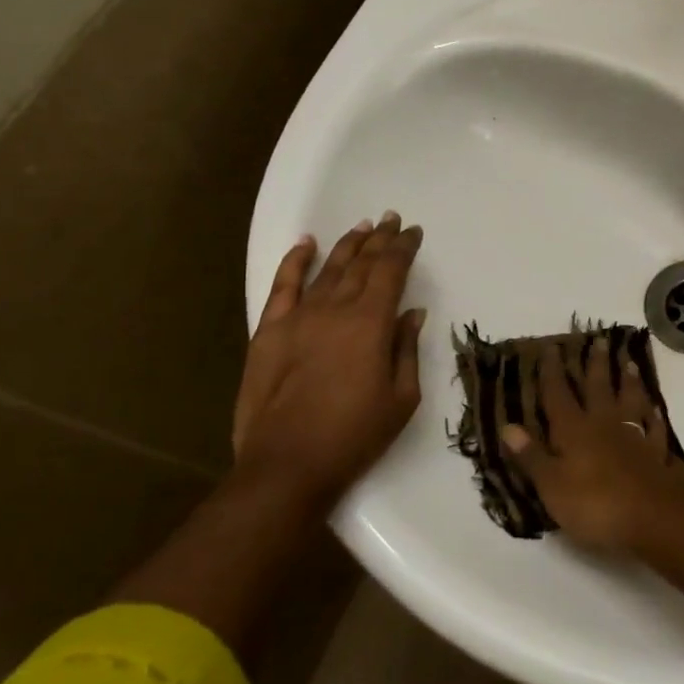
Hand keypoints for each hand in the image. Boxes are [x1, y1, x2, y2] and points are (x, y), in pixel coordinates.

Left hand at [232, 211, 426, 510]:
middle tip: (392, 219)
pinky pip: (282, 286)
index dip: (403, 248)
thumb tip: (412, 313)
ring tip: (363, 226)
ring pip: (327, 269)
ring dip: (347, 245)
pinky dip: (294, 261)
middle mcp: (335, 309)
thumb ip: (406, 349)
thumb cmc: (354, 436)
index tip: (414, 232)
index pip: (391, 271)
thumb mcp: (401, 398)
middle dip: (379, 239)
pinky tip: (305, 243)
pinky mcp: (269, 331)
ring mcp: (298, 317)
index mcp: (371, 323)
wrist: (287, 464)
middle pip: (361, 263)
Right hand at [501, 341, 683, 551]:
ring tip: (630, 363)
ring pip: (630, 401)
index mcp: (574, 430)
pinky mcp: (657, 455)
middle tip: (599, 340)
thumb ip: (532, 455)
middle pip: (599, 388)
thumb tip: (508, 425)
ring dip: (629, 381)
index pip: (559, 394)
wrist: (653, 517)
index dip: (552, 372)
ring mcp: (634, 437)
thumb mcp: (552, 485)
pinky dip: (654, 418)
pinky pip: (655, 430)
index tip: (551, 347)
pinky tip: (656, 410)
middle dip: (596, 364)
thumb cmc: (595, 504)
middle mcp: (604, 425)